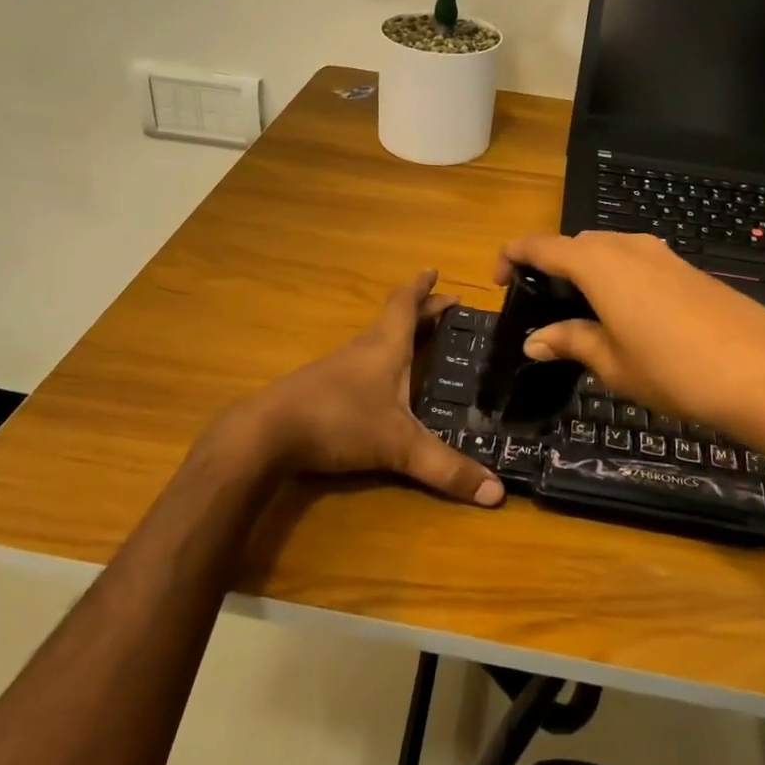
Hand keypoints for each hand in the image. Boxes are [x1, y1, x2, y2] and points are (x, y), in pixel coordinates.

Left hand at [237, 270, 504, 506]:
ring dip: (402, 336)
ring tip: (424, 342)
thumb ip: (446, 469)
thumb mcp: (399, 446)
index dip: (423, 287)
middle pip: (396, 320)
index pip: (407, 304)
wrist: (267, 434)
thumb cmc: (340, 420)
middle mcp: (364, 349)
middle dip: (423, 312)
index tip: (435, 270)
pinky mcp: (323, 388)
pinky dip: (383, 362)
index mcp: (386, 346)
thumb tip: (497, 494)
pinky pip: (364, 364)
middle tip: (448, 308)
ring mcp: (340, 368)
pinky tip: (386, 384)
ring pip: (378, 341)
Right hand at [497, 233, 764, 447]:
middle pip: (575, 244)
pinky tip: (625, 316)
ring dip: (586, 272)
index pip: (541, 246)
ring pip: (608, 251)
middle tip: (541, 307)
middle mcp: (627, 247)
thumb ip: (570, 342)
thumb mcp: (613, 362)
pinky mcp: (688, 269)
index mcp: (598, 263)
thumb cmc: (674, 369)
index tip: (498, 281)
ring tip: (580, 314)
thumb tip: (534, 340)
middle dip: (551, 267)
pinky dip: (617, 278)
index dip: (512, 257)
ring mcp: (662, 254)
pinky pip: (637, 262)